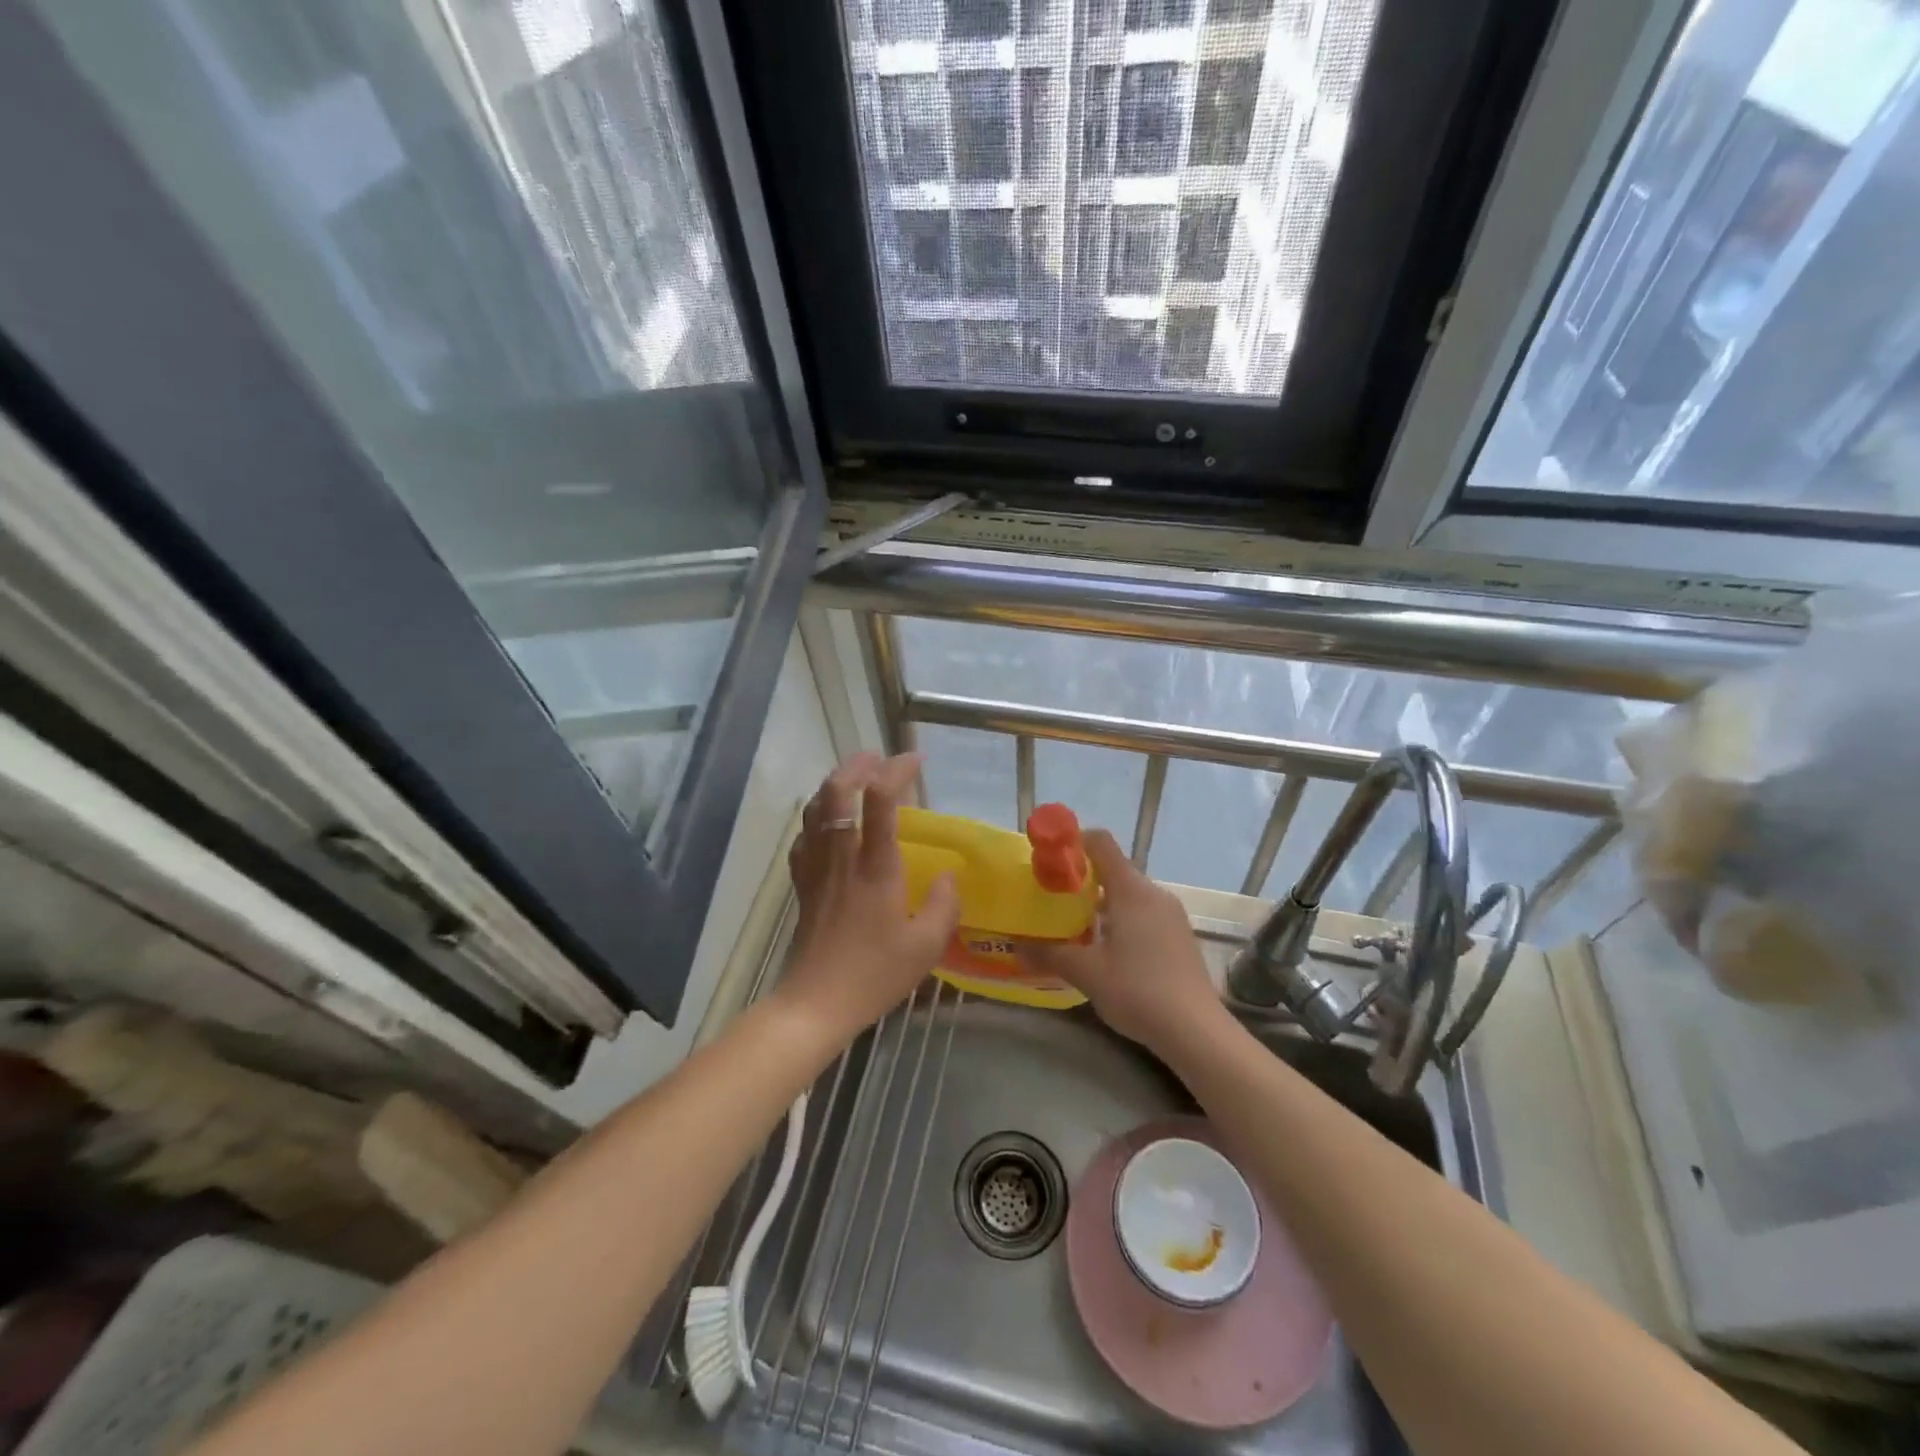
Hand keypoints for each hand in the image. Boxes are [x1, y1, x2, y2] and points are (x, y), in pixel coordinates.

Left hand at [777, 753, 960, 1044]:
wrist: (816, 1003)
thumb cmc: (874, 975)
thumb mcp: (926, 945)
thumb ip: (943, 904)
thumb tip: (949, 875)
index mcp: (875, 867)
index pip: (881, 799)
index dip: (897, 769)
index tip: (916, 760)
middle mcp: (842, 857)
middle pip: (837, 790)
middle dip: (857, 764)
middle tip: (879, 759)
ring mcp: (816, 868)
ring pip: (815, 808)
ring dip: (835, 783)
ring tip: (856, 779)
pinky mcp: (802, 884)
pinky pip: (804, 837)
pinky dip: (816, 816)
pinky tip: (828, 823)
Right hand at [1020, 830, 1226, 1059]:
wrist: (1196, 1031)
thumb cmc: (1138, 991)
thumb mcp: (1086, 972)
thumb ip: (1049, 954)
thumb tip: (1015, 946)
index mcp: (1131, 890)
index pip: (1101, 843)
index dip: (1073, 842)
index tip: (1049, 859)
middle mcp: (1154, 893)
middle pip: (1113, 869)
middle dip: (1081, 879)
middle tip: (1053, 899)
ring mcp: (1171, 914)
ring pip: (1129, 894)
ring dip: (1101, 903)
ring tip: (1074, 927)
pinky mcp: (1179, 935)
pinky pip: (1144, 913)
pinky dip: (1121, 919)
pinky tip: (1107, 950)